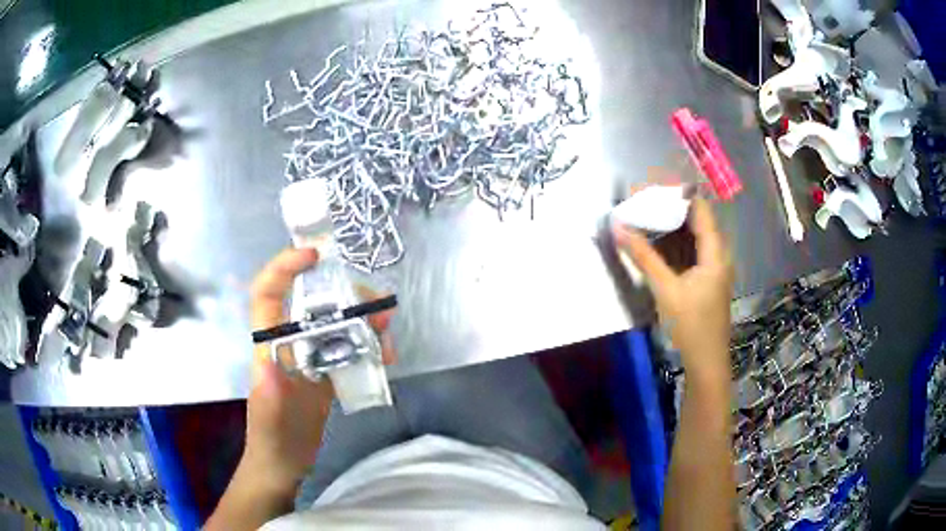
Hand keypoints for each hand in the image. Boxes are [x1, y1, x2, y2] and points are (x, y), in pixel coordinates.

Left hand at [243, 248, 395, 494]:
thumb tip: (277, 360)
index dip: (285, 267)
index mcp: (269, 343)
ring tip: (387, 333)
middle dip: (345, 294)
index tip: (315, 256)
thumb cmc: (272, 436)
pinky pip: (348, 346)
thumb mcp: (270, 413)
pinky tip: (384, 356)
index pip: (268, 292)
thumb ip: (271, 387)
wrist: (284, 461)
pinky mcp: (325, 372)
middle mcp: (289, 341)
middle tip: (377, 306)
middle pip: (313, 301)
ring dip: (363, 320)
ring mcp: (309, 356)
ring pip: (335, 322)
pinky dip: (368, 345)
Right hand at [612, 196, 732, 376]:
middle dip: (666, 208)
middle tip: (638, 201)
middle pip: (693, 219)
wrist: (706, 362)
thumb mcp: (665, 290)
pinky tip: (651, 242)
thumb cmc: (691, 326)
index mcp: (715, 251)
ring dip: (667, 226)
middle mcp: (716, 253)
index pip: (698, 207)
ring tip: (640, 216)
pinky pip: (687, 252)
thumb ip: (643, 256)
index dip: (675, 193)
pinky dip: (670, 245)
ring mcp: (711, 267)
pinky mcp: (703, 279)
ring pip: (689, 236)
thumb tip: (618, 226)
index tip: (649, 187)